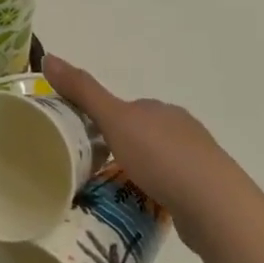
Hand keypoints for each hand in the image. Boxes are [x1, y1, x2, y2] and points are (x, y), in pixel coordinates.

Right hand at [43, 54, 263, 262]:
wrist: (215, 206)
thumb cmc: (161, 157)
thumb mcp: (114, 120)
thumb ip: (83, 91)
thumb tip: (48, 56)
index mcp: (160, 109)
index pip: (125, 108)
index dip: (102, 120)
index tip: (82, 140)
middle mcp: (182, 128)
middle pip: (141, 133)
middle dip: (120, 146)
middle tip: (92, 168)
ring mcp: (197, 160)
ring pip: (158, 159)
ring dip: (138, 169)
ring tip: (113, 189)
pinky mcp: (205, 191)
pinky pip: (172, 184)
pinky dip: (156, 190)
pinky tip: (144, 203)